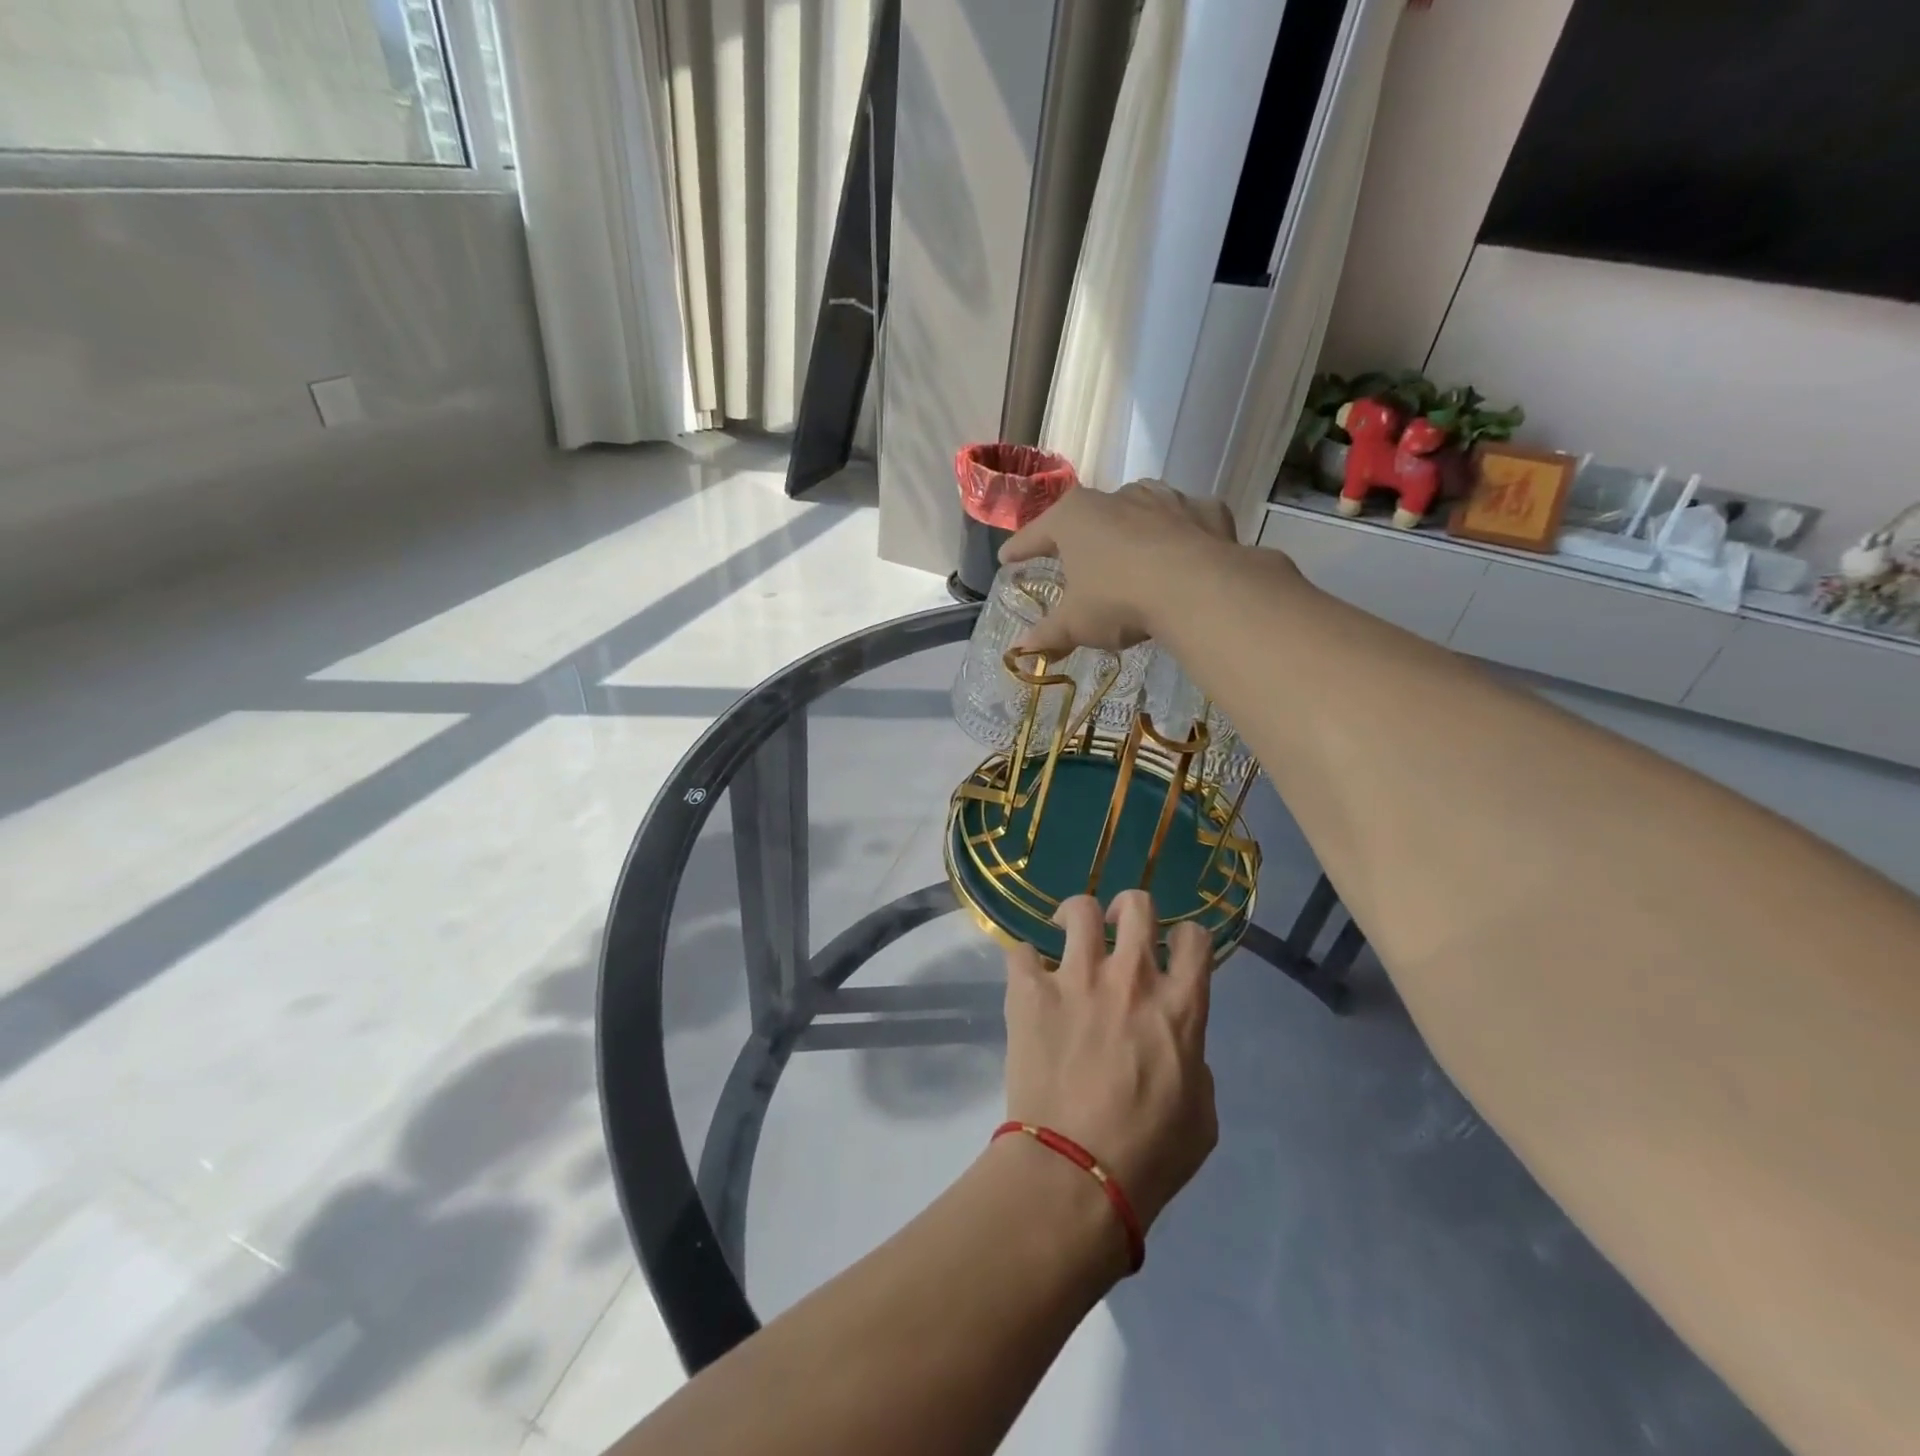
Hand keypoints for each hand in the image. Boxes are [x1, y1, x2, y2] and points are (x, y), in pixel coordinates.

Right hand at [999, 480, 1239, 654]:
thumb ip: (1048, 635)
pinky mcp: (1204, 510)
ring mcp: (1164, 498)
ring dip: (1130, 530)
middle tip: (1073, 558)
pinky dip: (1179, 536)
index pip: (1035, 534)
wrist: (1197, 587)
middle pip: (1088, 516)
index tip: (1007, 558)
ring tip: (1129, 555)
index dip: (1019, 549)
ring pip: (1138, 511)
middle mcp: (1116, 496)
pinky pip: (1185, 523)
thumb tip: (1019, 652)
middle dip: (1079, 537)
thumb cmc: (1118, 598)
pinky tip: (1181, 556)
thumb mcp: (1076, 623)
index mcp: (1074, 518)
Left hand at [1002, 890, 1218, 1234]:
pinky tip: (1027, 978)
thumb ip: (1194, 1063)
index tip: (1172, 949)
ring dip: (1076, 917)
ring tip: (1066, 933)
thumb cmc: (1149, 1155)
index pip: (1195, 938)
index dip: (1186, 937)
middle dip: (1129, 908)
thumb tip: (1176, 1044)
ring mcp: (1077, 979)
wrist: (1076, 1172)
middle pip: (1137, 905)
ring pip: (1079, 910)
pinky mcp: (1030, 991)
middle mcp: (1131, 977)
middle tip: (1116, 927)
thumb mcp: (1202, 1115)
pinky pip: (1020, 950)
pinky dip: (1024, 960)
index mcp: (1180, 1005)